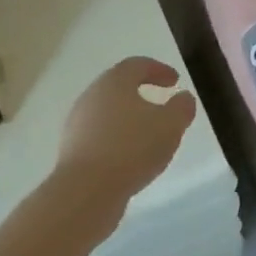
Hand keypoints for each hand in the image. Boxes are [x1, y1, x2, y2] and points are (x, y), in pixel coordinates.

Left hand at [57, 57, 198, 201]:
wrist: (86, 190)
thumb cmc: (132, 148)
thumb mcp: (170, 125)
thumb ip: (181, 107)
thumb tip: (183, 97)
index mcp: (115, 82)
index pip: (137, 65)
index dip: (158, 69)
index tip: (175, 80)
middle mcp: (92, 96)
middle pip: (118, 86)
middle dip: (141, 91)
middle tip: (161, 102)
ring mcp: (78, 122)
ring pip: (108, 111)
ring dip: (128, 117)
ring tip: (148, 133)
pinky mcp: (72, 148)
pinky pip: (99, 134)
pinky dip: (117, 137)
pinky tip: (130, 155)